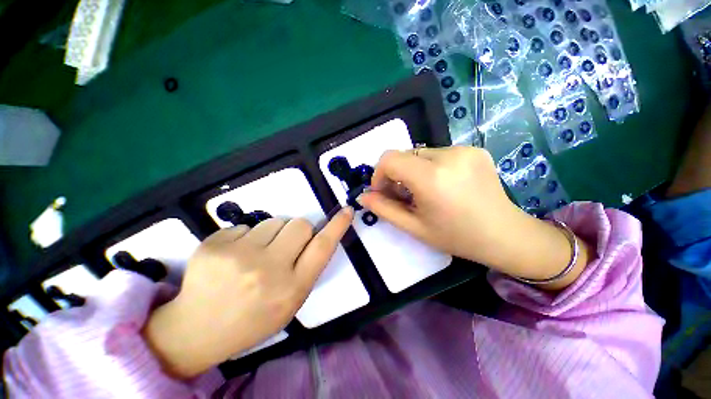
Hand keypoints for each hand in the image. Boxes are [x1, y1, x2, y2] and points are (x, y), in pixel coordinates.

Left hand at [144, 208, 353, 378]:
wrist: (197, 330)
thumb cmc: (253, 319)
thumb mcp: (290, 302)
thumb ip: (307, 268)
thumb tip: (315, 235)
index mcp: (291, 289)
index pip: (323, 247)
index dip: (338, 225)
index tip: (347, 210)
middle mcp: (268, 270)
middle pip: (300, 224)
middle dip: (299, 231)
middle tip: (285, 246)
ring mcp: (238, 256)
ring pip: (274, 221)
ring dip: (272, 234)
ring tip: (256, 255)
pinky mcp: (214, 245)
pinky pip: (246, 225)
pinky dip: (245, 237)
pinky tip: (233, 257)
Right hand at [358, 147, 588, 287]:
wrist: (504, 234)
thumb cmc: (456, 236)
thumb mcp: (414, 227)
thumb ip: (384, 209)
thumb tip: (362, 196)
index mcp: (432, 177)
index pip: (390, 158)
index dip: (379, 173)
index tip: (384, 191)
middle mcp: (449, 156)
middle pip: (404, 154)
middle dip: (396, 173)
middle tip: (404, 195)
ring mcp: (464, 150)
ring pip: (420, 153)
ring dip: (414, 170)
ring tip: (425, 191)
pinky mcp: (474, 149)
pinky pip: (438, 153)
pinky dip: (431, 167)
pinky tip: (443, 185)